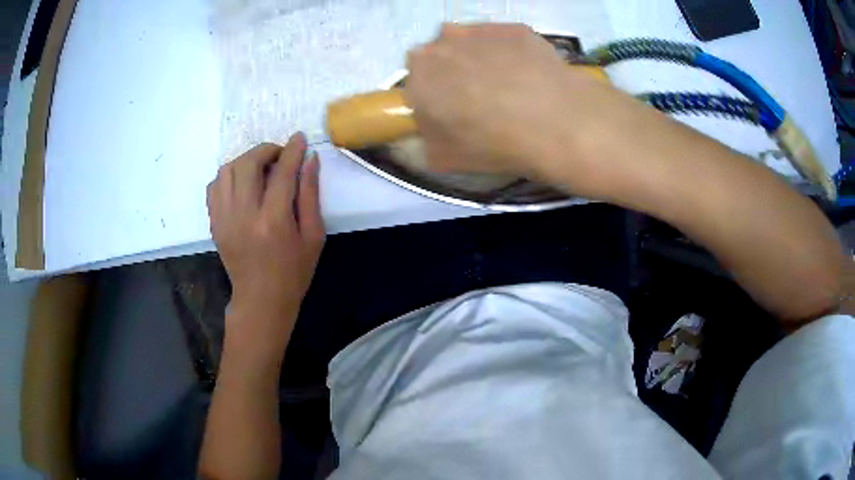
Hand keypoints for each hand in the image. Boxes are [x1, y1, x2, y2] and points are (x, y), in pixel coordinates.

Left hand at [207, 133, 324, 353]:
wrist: (261, 300)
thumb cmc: (294, 272)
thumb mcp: (313, 236)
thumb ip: (311, 195)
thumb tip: (309, 159)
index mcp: (274, 221)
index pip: (282, 172)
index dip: (292, 150)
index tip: (299, 138)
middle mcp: (245, 215)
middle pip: (249, 163)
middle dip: (266, 150)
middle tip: (280, 154)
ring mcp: (224, 218)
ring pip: (227, 170)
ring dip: (246, 160)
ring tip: (260, 168)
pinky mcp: (214, 223)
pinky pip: (214, 186)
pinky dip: (228, 175)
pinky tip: (241, 182)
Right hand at [404, 23, 637, 196]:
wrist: (556, 123)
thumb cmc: (493, 143)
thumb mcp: (442, 158)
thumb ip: (425, 136)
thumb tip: (432, 125)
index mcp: (418, 74)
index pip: (415, 81)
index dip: (432, 95)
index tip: (450, 109)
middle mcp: (441, 42)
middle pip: (439, 56)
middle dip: (451, 72)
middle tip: (478, 96)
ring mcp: (480, 30)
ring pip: (469, 42)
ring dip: (477, 57)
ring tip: (506, 83)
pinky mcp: (513, 27)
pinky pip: (502, 39)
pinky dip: (508, 52)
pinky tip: (527, 74)